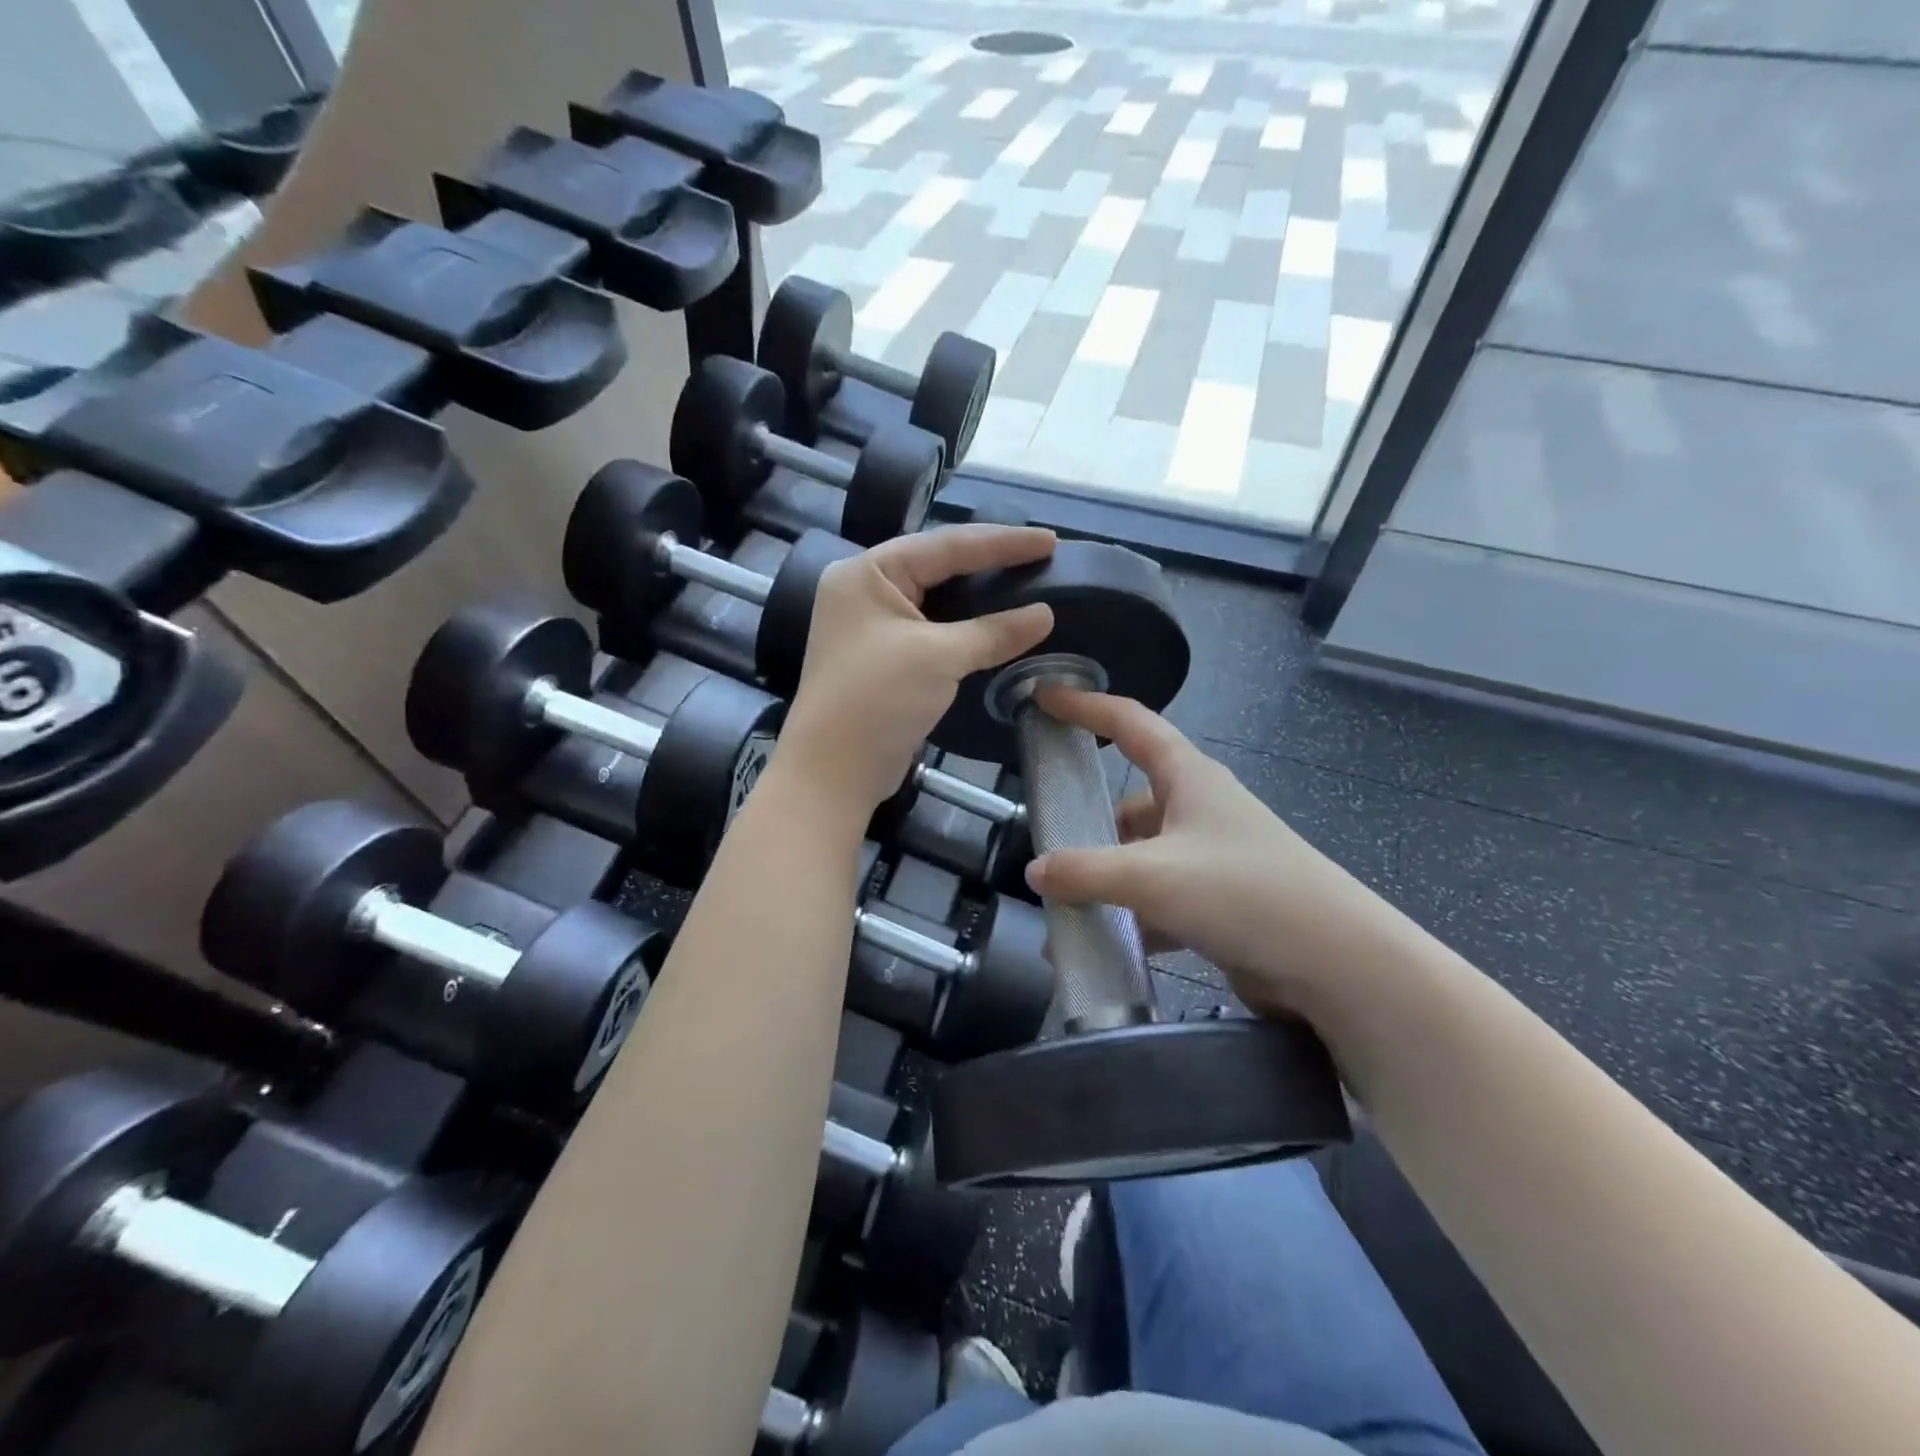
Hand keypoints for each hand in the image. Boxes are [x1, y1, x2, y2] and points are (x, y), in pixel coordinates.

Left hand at [776, 525, 1056, 811]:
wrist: (833, 773)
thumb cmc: (877, 700)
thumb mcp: (939, 657)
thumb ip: (994, 631)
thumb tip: (1045, 614)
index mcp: (867, 572)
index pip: (944, 545)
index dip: (1001, 542)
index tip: (1049, 541)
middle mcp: (865, 591)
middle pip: (938, 566)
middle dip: (990, 562)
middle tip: (1042, 556)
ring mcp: (872, 627)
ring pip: (937, 600)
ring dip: (979, 597)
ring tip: (1027, 584)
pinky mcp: (884, 659)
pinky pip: (933, 631)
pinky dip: (966, 629)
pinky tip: (998, 626)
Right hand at [1023, 688, 1409, 1023]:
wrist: (1337, 965)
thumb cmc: (1244, 892)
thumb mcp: (1153, 876)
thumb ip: (1086, 871)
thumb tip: (1035, 871)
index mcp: (1189, 777)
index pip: (1129, 723)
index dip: (1085, 706)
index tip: (1044, 697)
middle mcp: (1199, 809)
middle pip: (1129, 803)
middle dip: (1088, 826)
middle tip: (1044, 846)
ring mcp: (1211, 858)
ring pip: (1141, 857)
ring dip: (1105, 882)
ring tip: (1063, 913)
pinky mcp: (1219, 903)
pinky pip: (1159, 901)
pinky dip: (1130, 918)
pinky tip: (1102, 946)